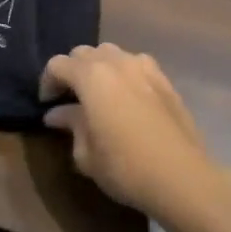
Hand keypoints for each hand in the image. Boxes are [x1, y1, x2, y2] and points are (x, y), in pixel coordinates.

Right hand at [40, 44, 214, 217]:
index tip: (47, 105)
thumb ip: (70, 125)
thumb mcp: (86, 153)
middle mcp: (116, 62)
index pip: (58, 65)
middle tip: (70, 98)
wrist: (183, 178)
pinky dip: (124, 73)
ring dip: (98, 68)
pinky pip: (135, 64)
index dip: (47, 82)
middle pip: (84, 53)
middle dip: (72, 71)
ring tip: (99, 94)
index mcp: (91, 76)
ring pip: (111, 54)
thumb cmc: (125, 167)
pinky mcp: (164, 80)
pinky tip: (127, 97)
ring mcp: (144, 67)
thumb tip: (57, 114)